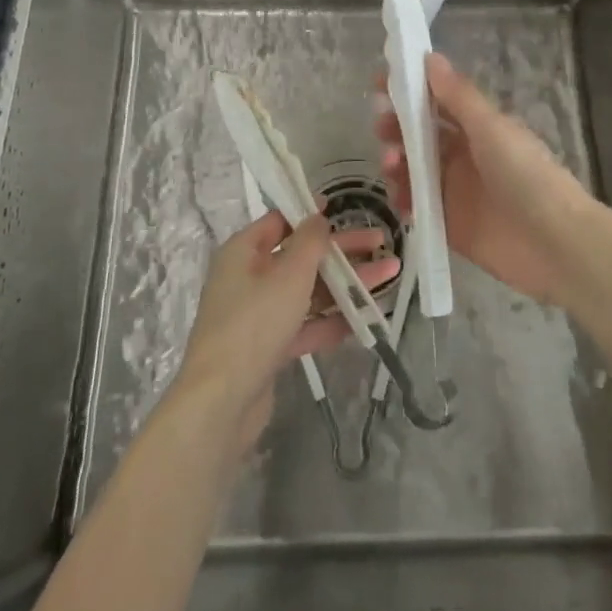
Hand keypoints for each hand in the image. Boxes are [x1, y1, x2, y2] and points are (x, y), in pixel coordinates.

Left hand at [170, 211, 398, 455]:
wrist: (222, 400)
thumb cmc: (254, 323)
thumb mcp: (288, 274)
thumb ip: (310, 242)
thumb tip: (318, 217)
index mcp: (243, 251)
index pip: (280, 222)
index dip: (311, 215)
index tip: (342, 210)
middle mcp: (248, 278)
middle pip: (301, 257)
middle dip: (342, 252)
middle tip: (382, 245)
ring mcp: (258, 315)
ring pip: (308, 292)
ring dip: (346, 285)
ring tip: (388, 278)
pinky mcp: (268, 348)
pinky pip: (304, 325)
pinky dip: (331, 321)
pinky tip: (365, 319)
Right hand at [376, 52, 595, 306]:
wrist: (555, 244)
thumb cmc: (526, 175)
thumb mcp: (491, 128)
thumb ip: (458, 96)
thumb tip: (430, 56)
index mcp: (478, 128)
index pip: (436, 102)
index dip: (410, 91)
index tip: (380, 82)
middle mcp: (464, 155)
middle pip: (420, 136)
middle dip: (397, 128)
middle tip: (382, 127)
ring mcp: (455, 190)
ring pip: (414, 170)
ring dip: (397, 162)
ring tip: (392, 165)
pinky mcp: (449, 224)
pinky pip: (418, 206)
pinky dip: (404, 200)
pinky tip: (401, 198)